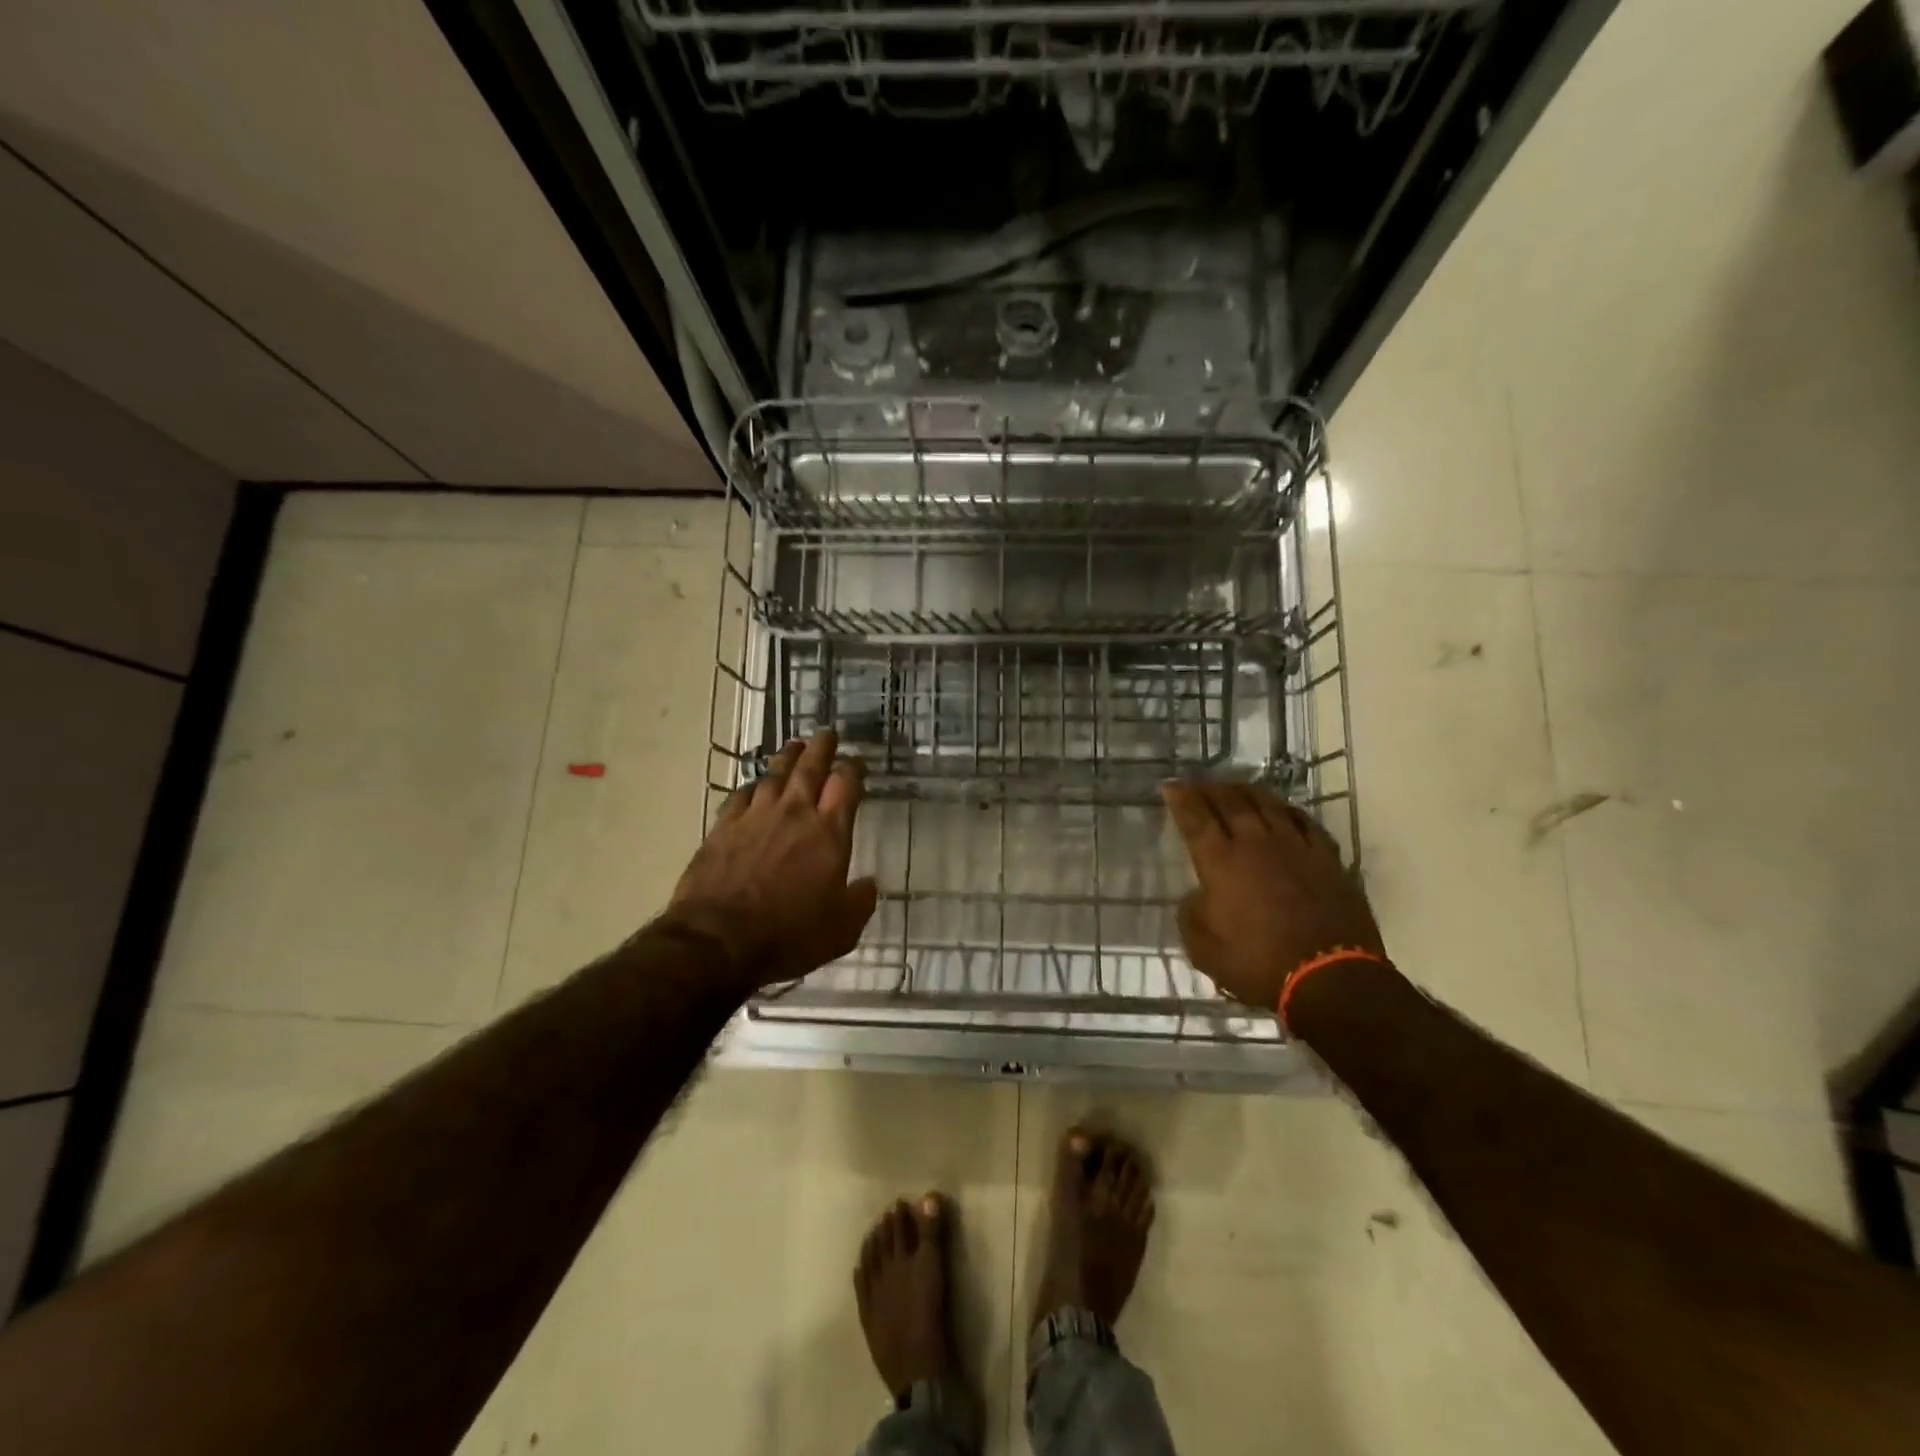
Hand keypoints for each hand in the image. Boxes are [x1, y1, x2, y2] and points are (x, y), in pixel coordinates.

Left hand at [666, 730, 879, 990]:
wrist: (718, 939)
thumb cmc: (789, 935)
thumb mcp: (842, 929)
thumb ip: (859, 901)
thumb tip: (868, 884)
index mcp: (829, 833)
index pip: (846, 785)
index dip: (854, 770)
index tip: (857, 764)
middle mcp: (794, 813)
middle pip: (810, 767)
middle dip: (821, 748)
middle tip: (826, 733)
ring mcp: (755, 816)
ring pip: (775, 775)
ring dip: (787, 758)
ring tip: (794, 746)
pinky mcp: (723, 827)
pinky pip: (740, 796)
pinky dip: (751, 787)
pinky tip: (753, 786)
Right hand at [1161, 782, 1383, 1010]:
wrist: (1331, 978)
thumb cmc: (1259, 965)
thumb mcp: (1204, 951)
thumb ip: (1192, 917)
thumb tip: (1196, 897)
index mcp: (1221, 862)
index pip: (1195, 818)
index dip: (1180, 798)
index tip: (1170, 786)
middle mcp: (1255, 843)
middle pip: (1229, 802)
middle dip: (1209, 788)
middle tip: (1197, 783)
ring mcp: (1295, 846)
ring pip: (1267, 803)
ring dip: (1246, 790)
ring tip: (1234, 787)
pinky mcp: (1327, 857)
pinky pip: (1304, 821)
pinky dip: (1288, 810)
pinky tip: (1283, 809)